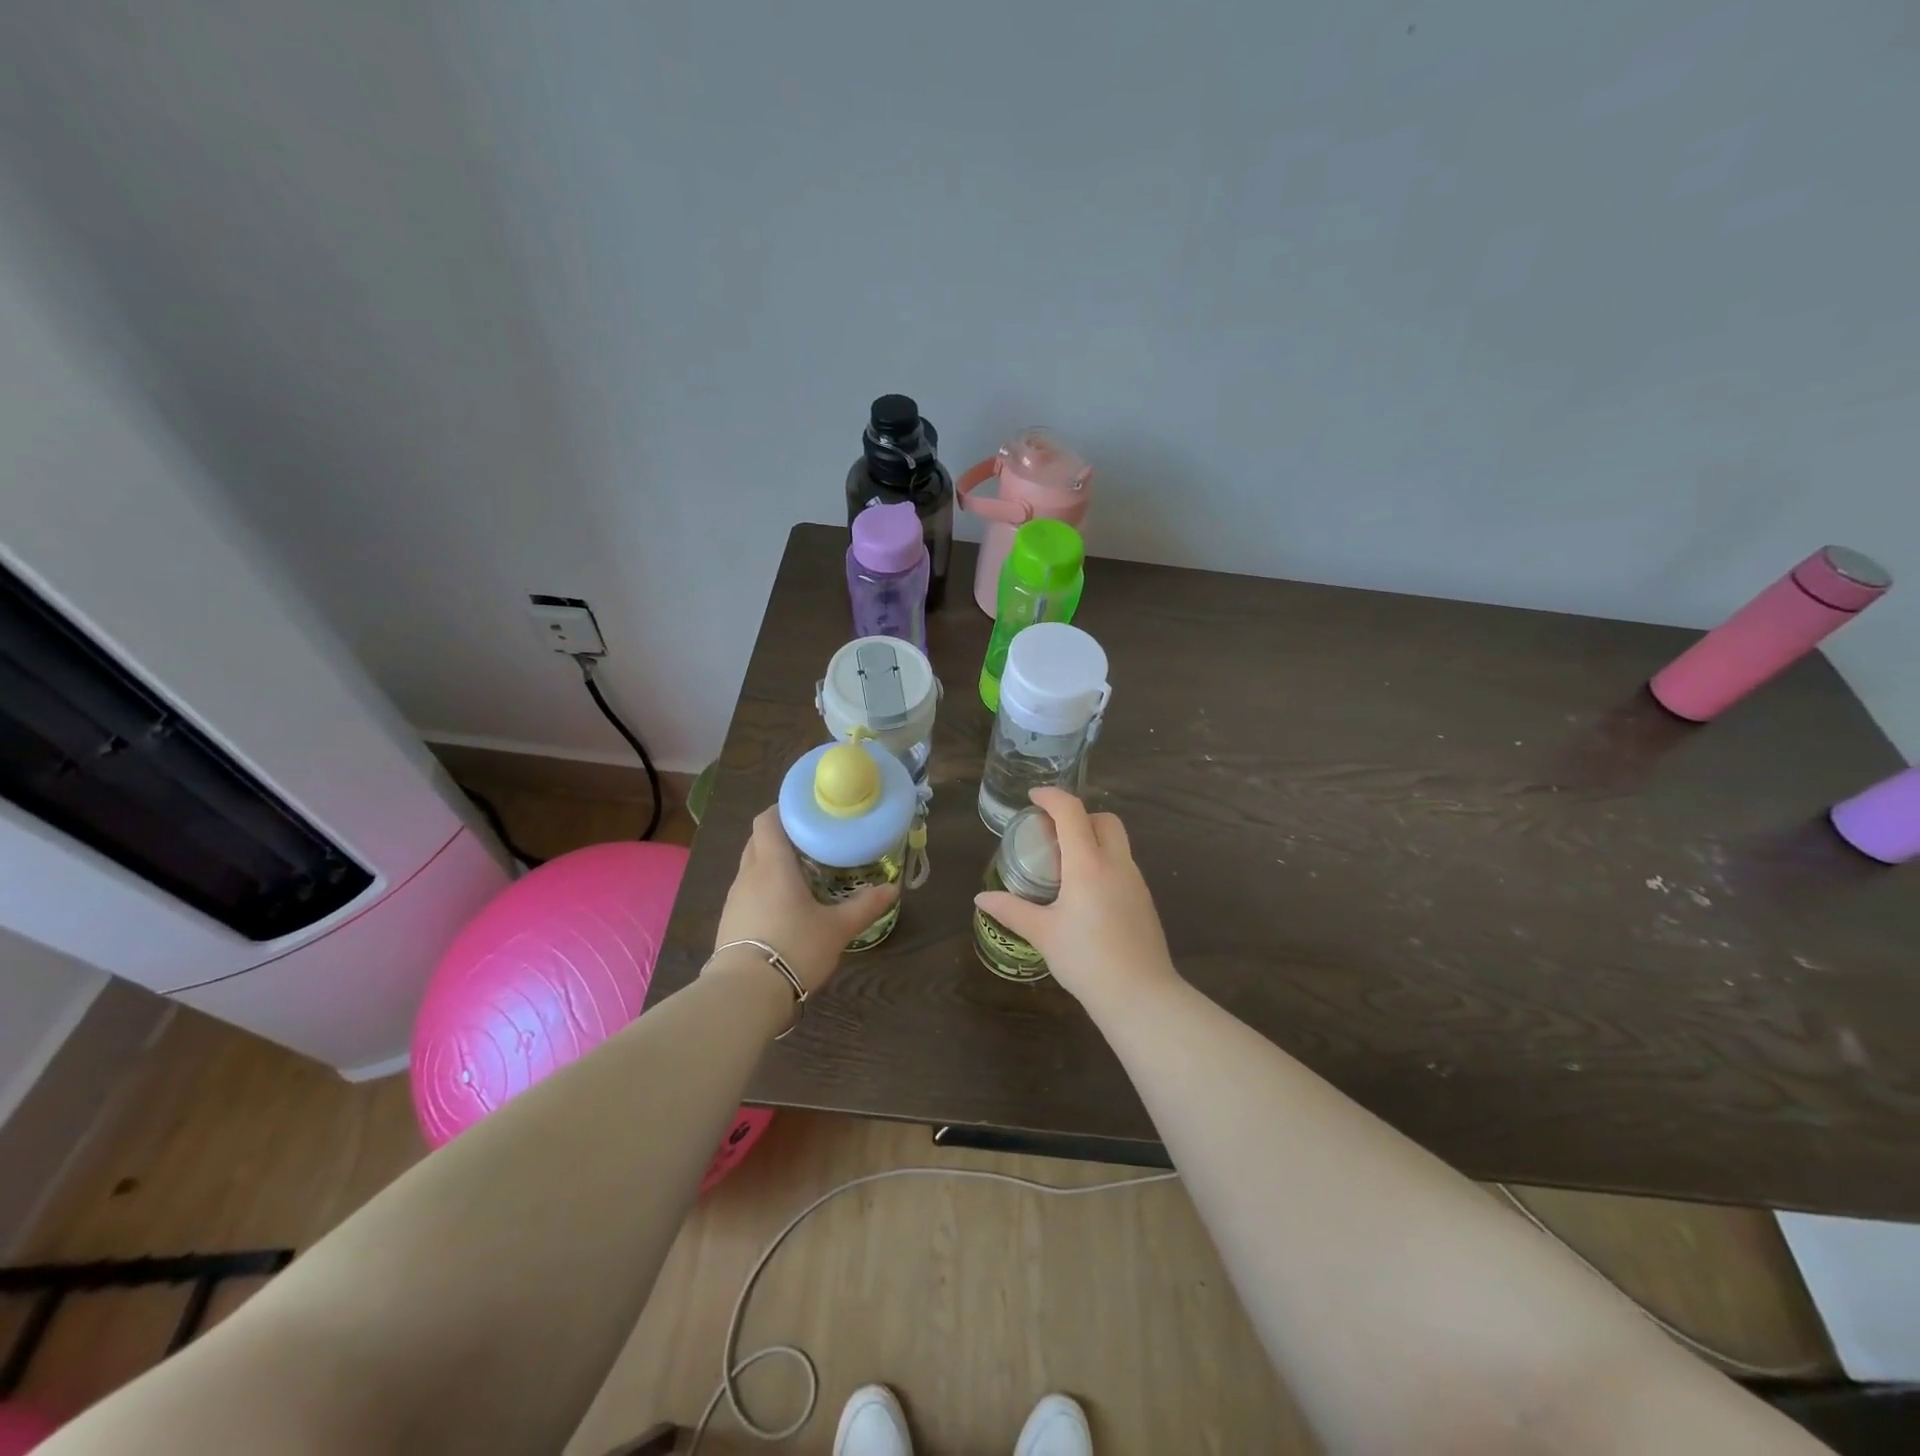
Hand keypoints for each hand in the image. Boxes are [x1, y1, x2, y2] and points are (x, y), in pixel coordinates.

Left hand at [711, 807, 897, 993]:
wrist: (745, 994)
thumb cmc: (794, 947)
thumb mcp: (837, 928)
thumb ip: (864, 906)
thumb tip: (893, 889)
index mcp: (772, 865)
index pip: (767, 820)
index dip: (784, 810)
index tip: (808, 811)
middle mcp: (749, 875)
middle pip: (759, 841)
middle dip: (782, 836)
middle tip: (813, 841)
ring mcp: (735, 899)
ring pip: (752, 867)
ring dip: (772, 863)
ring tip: (802, 873)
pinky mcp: (729, 922)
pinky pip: (748, 892)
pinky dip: (765, 888)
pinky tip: (785, 906)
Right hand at [974, 787, 1178, 1010]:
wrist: (1140, 995)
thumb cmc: (1086, 959)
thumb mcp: (1042, 933)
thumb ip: (1011, 910)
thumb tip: (981, 898)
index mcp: (1088, 864)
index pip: (1071, 812)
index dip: (1051, 797)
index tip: (1033, 797)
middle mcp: (1116, 863)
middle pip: (1103, 819)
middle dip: (1078, 815)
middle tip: (1052, 833)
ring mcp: (1136, 881)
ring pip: (1117, 842)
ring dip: (1092, 839)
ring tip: (1065, 864)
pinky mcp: (1145, 900)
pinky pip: (1123, 865)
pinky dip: (1104, 862)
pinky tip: (1086, 893)